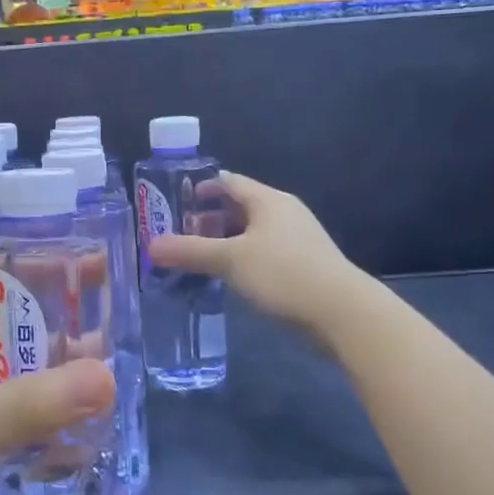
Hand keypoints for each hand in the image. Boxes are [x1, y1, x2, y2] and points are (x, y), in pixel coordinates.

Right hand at [147, 171, 359, 333]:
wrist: (342, 312)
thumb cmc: (283, 273)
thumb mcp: (230, 261)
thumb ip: (190, 251)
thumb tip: (151, 246)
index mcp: (268, 200)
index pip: (228, 181)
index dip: (201, 188)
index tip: (175, 202)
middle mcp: (284, 212)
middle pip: (239, 206)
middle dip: (209, 219)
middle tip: (179, 234)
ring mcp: (297, 239)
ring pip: (252, 232)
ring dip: (225, 242)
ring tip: (198, 258)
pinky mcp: (304, 265)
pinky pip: (264, 253)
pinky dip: (242, 259)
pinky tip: (228, 278)